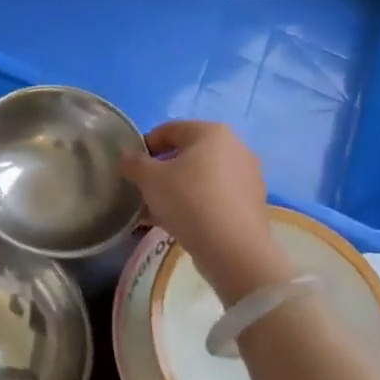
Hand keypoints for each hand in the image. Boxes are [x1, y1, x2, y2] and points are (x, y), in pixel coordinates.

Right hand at [122, 121, 289, 301]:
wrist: (233, 249)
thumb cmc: (188, 201)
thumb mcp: (149, 179)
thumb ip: (133, 163)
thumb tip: (128, 158)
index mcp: (211, 132)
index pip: (169, 130)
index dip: (145, 146)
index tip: (131, 168)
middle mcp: (235, 147)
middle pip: (188, 154)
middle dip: (162, 171)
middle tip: (144, 191)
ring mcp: (248, 176)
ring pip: (201, 178)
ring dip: (178, 189)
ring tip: (157, 211)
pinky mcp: (252, 203)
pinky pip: (216, 197)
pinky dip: (197, 204)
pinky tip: (180, 224)